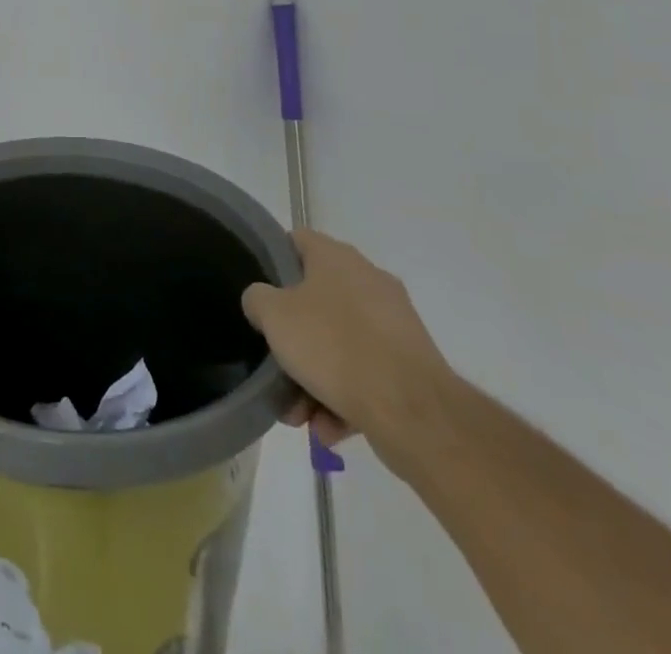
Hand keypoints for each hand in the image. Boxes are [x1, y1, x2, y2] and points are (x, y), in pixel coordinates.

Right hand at [242, 229, 451, 459]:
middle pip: (316, 302)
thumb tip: (263, 301)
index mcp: (337, 257)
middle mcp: (369, 281)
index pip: (296, 241)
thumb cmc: (333, 345)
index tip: (259, 292)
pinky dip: (345, 399)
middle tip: (276, 367)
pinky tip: (329, 429)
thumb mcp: (274, 315)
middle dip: (293, 340)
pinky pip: (366, 375)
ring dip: (315, 379)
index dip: (273, 260)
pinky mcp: (411, 366)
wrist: (413, 411)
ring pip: (340, 345)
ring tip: (300, 416)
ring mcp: (394, 324)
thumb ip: (258, 299)